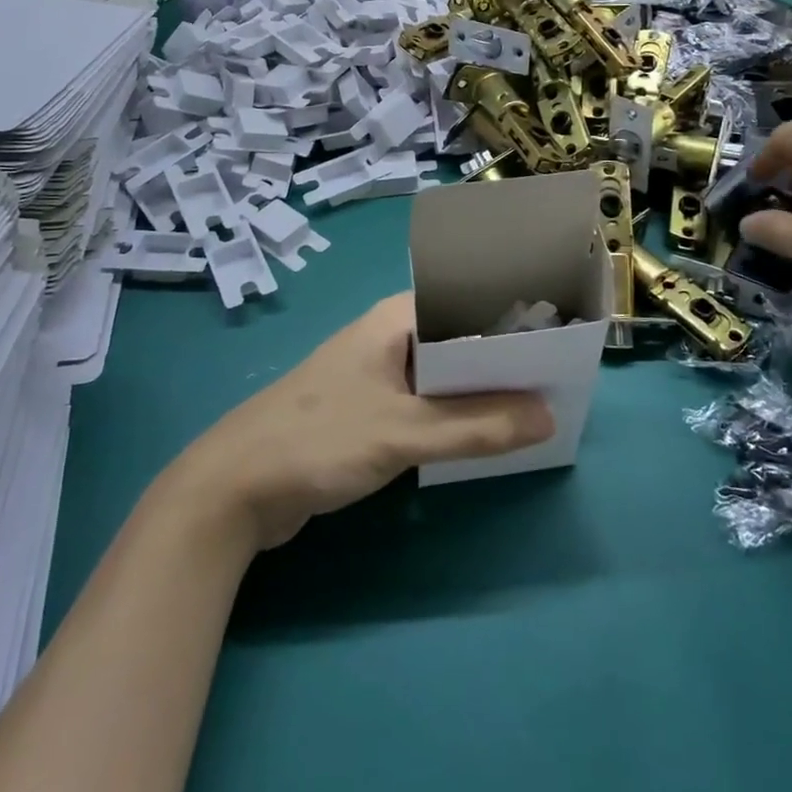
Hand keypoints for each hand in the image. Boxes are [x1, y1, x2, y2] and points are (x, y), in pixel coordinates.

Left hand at [167, 294, 554, 550]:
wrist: (234, 489)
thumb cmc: (319, 440)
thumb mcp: (403, 434)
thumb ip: (476, 427)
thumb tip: (547, 417)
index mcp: (395, 320)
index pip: (467, 302)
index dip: (512, 319)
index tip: (557, 342)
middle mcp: (389, 337)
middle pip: (459, 339)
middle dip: (503, 360)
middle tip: (555, 382)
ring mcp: (377, 373)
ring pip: (444, 374)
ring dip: (480, 391)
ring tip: (533, 408)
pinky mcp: (368, 409)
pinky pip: (426, 402)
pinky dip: (454, 414)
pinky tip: (484, 435)